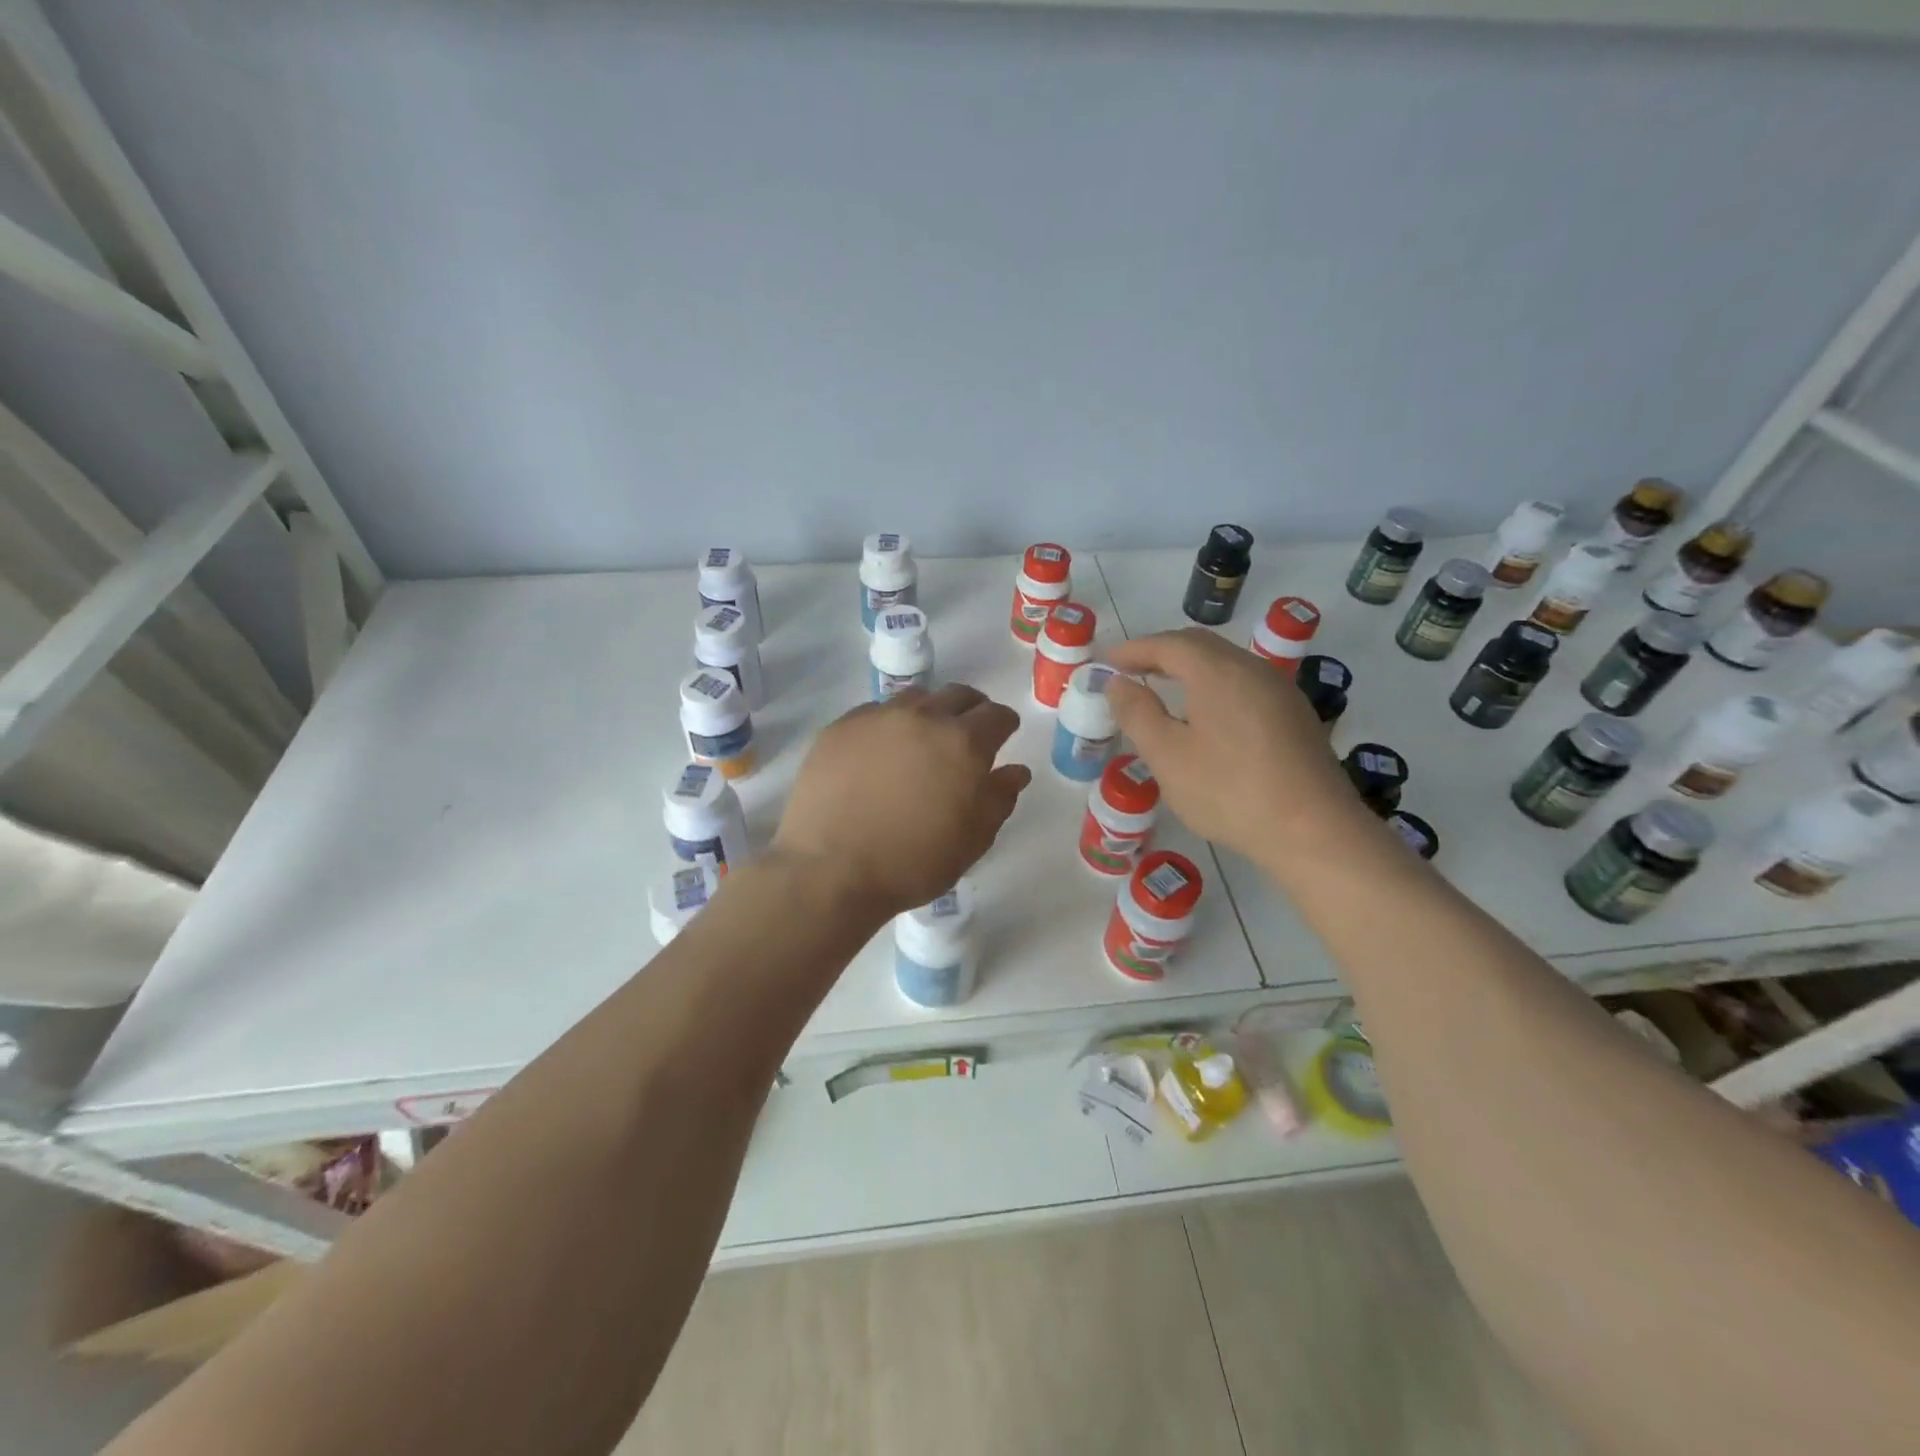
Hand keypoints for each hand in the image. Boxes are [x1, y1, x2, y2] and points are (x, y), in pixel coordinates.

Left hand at [774, 685, 1031, 919]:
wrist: (830, 869)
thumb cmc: (912, 862)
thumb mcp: (972, 841)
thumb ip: (999, 799)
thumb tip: (1015, 770)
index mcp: (963, 743)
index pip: (996, 715)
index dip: (1004, 724)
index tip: (1003, 735)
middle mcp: (923, 718)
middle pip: (958, 695)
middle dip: (971, 710)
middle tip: (968, 733)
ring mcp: (878, 718)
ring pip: (915, 698)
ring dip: (929, 711)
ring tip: (923, 738)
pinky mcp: (841, 727)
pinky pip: (875, 712)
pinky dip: (889, 723)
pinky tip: (881, 751)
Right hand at [1104, 629, 1356, 865]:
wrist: (1313, 831)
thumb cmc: (1228, 791)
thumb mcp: (1167, 756)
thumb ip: (1137, 713)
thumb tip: (1117, 683)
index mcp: (1217, 671)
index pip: (1168, 644)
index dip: (1133, 650)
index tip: (1106, 661)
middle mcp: (1251, 669)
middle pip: (1200, 646)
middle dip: (1161, 653)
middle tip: (1131, 670)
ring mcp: (1279, 691)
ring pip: (1225, 664)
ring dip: (1189, 669)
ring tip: (1162, 689)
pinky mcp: (1295, 716)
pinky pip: (1244, 685)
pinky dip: (1213, 686)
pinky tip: (1206, 715)